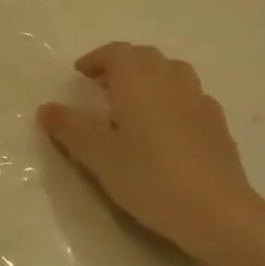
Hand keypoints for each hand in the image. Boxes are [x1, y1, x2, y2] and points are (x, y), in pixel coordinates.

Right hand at [38, 43, 264, 258]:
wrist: (217, 213)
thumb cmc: (150, 179)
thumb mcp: (98, 156)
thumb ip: (70, 128)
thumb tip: (46, 108)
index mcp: (137, 83)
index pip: (116, 52)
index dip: (96, 58)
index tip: (82, 75)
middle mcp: (169, 82)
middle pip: (146, 56)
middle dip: (122, 64)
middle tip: (104, 88)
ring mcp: (199, 102)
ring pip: (173, 71)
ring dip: (152, 77)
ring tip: (137, 103)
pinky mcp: (218, 125)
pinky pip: (192, 97)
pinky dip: (175, 99)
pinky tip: (169, 127)